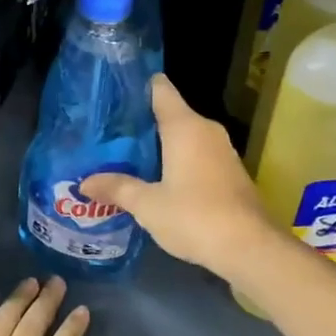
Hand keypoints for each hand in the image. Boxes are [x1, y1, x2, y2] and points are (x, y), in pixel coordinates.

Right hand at [81, 74, 281, 284]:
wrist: (251, 248)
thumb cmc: (195, 216)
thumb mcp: (148, 205)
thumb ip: (117, 188)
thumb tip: (85, 183)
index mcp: (185, 126)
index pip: (160, 88)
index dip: (137, 87)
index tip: (113, 94)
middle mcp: (206, 129)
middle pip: (170, 112)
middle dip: (142, 122)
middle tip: (109, 133)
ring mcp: (222, 151)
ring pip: (184, 136)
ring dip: (160, 144)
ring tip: (127, 156)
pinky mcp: (230, 172)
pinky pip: (197, 154)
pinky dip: (177, 160)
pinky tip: (157, 179)